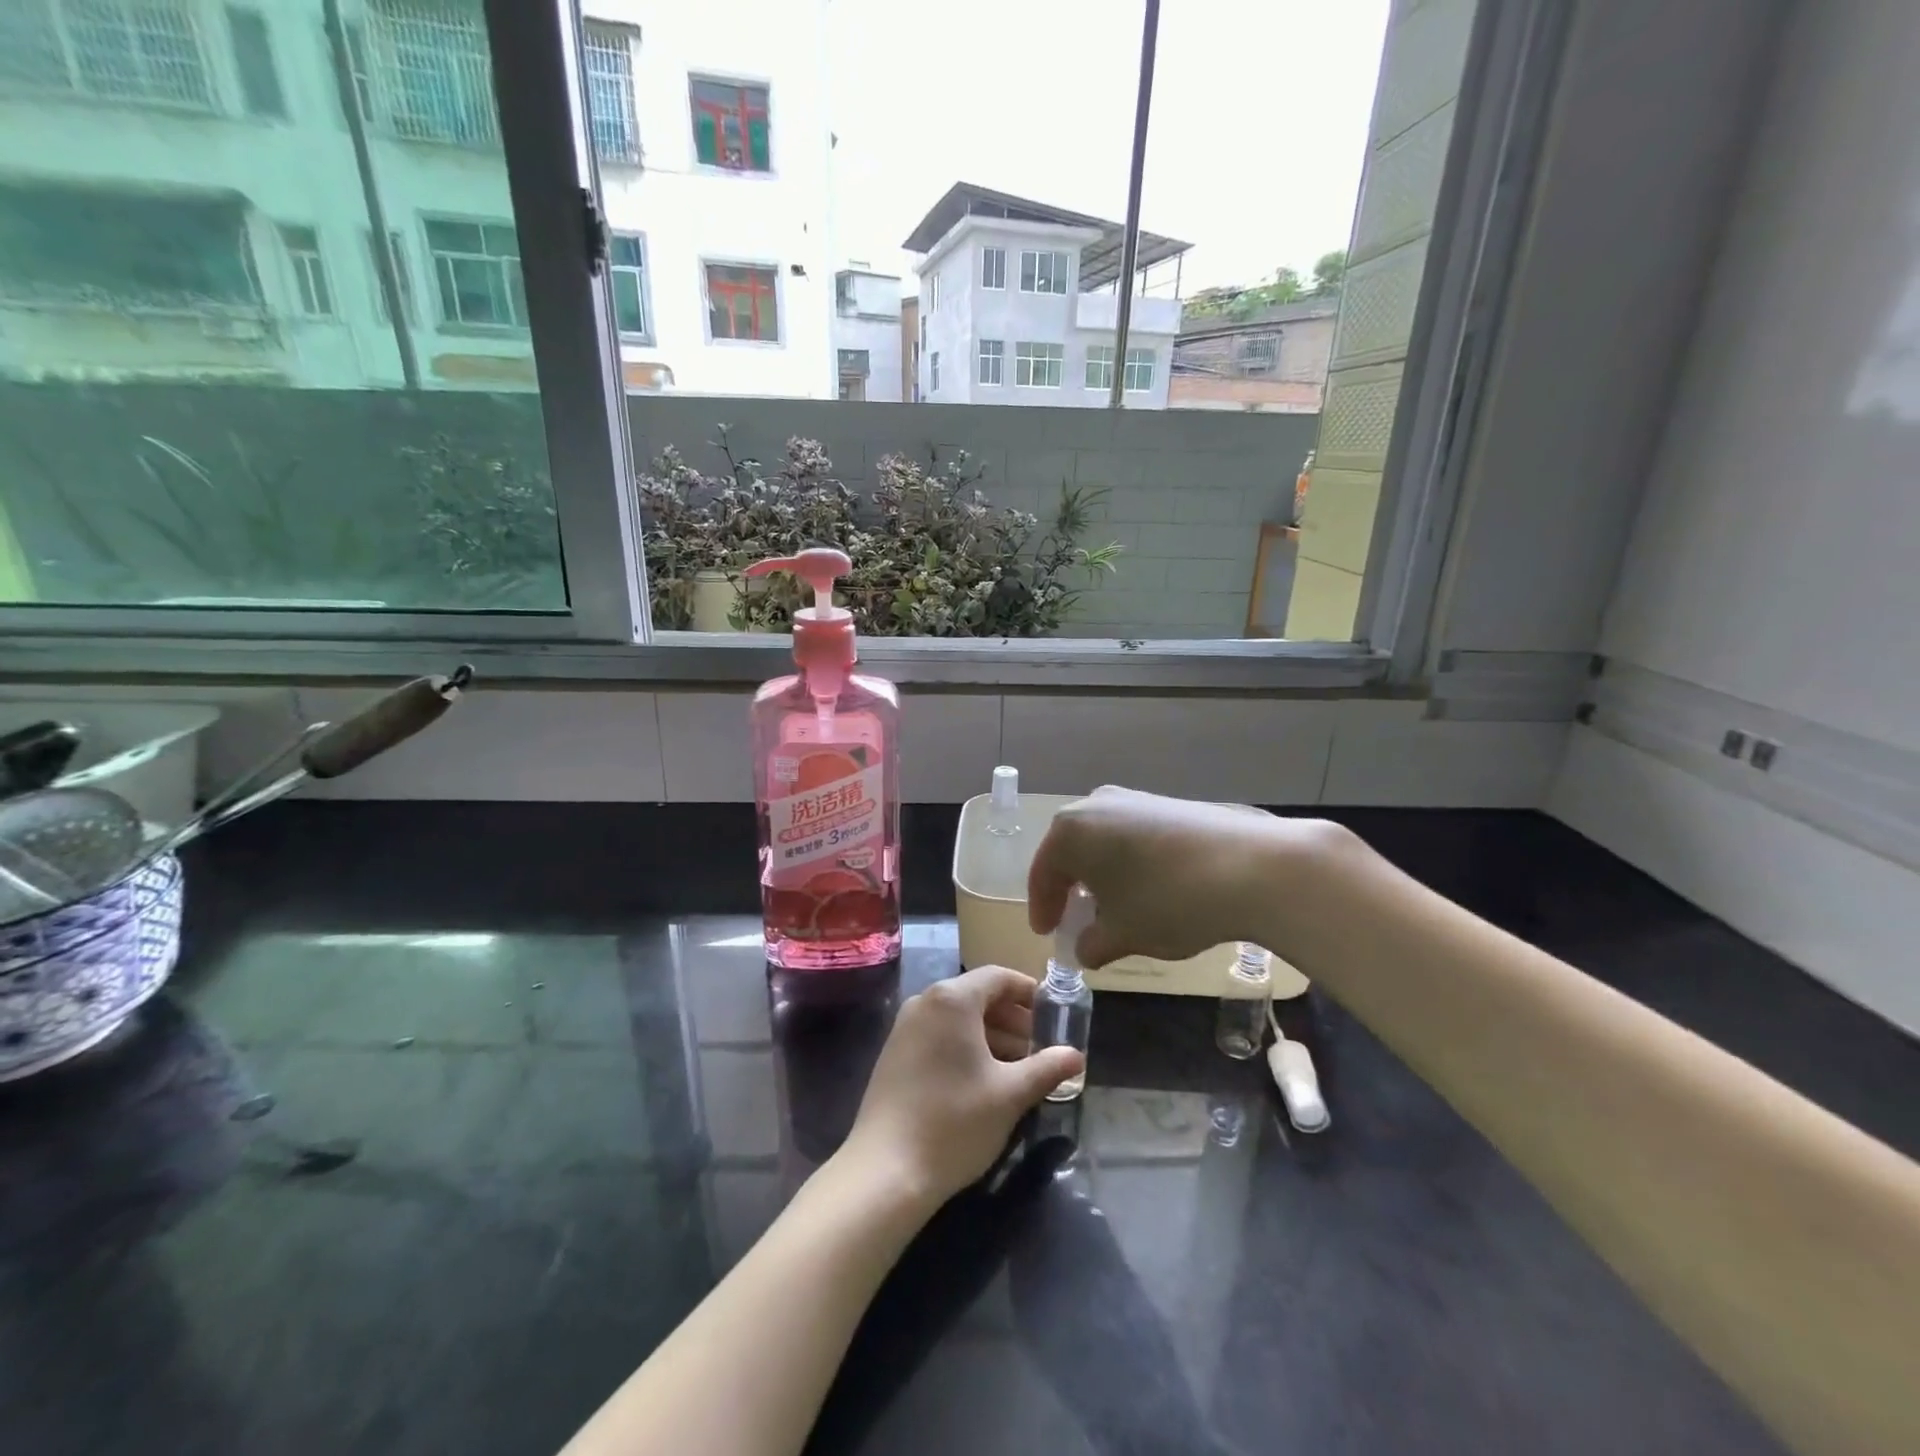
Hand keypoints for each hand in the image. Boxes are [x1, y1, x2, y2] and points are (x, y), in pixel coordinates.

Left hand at [841, 966, 1083, 1208]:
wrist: (886, 1169)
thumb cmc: (955, 1122)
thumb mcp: (1010, 1094)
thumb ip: (1047, 1068)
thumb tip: (1076, 1056)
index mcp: (952, 999)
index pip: (999, 977)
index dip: (1030, 992)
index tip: (1055, 1016)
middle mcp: (925, 1001)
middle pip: (978, 996)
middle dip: (1014, 1018)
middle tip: (1042, 1048)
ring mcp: (905, 1027)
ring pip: (959, 1017)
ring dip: (992, 1035)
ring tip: (1020, 1068)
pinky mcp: (895, 1052)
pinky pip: (939, 1034)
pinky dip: (966, 1046)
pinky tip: (984, 1079)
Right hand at [1027, 786, 1348, 966]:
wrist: (1254, 867)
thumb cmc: (1169, 901)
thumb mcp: (1123, 934)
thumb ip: (1093, 943)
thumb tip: (1086, 947)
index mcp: (1070, 831)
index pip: (1043, 873)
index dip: (1043, 907)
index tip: (1047, 933)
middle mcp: (1095, 804)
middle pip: (1070, 851)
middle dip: (1071, 887)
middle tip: (1076, 920)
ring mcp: (1134, 799)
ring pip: (1102, 841)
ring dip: (1101, 874)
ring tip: (1114, 907)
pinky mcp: (1168, 803)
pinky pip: (1131, 835)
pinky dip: (1129, 862)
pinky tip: (1148, 888)